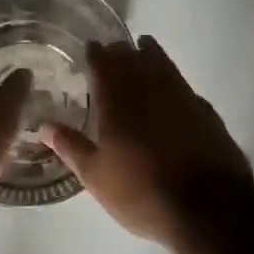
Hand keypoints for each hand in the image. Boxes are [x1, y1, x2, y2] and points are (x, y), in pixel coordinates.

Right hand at [41, 35, 251, 245]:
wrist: (208, 207)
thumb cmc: (142, 193)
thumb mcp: (96, 176)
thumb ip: (70, 147)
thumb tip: (44, 126)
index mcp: (118, 104)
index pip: (104, 68)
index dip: (96, 54)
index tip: (91, 45)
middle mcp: (149, 92)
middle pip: (134, 61)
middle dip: (121, 51)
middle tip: (113, 47)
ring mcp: (181, 99)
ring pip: (162, 66)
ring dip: (150, 54)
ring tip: (143, 47)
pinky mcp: (205, 112)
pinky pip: (183, 83)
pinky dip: (172, 75)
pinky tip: (171, 83)